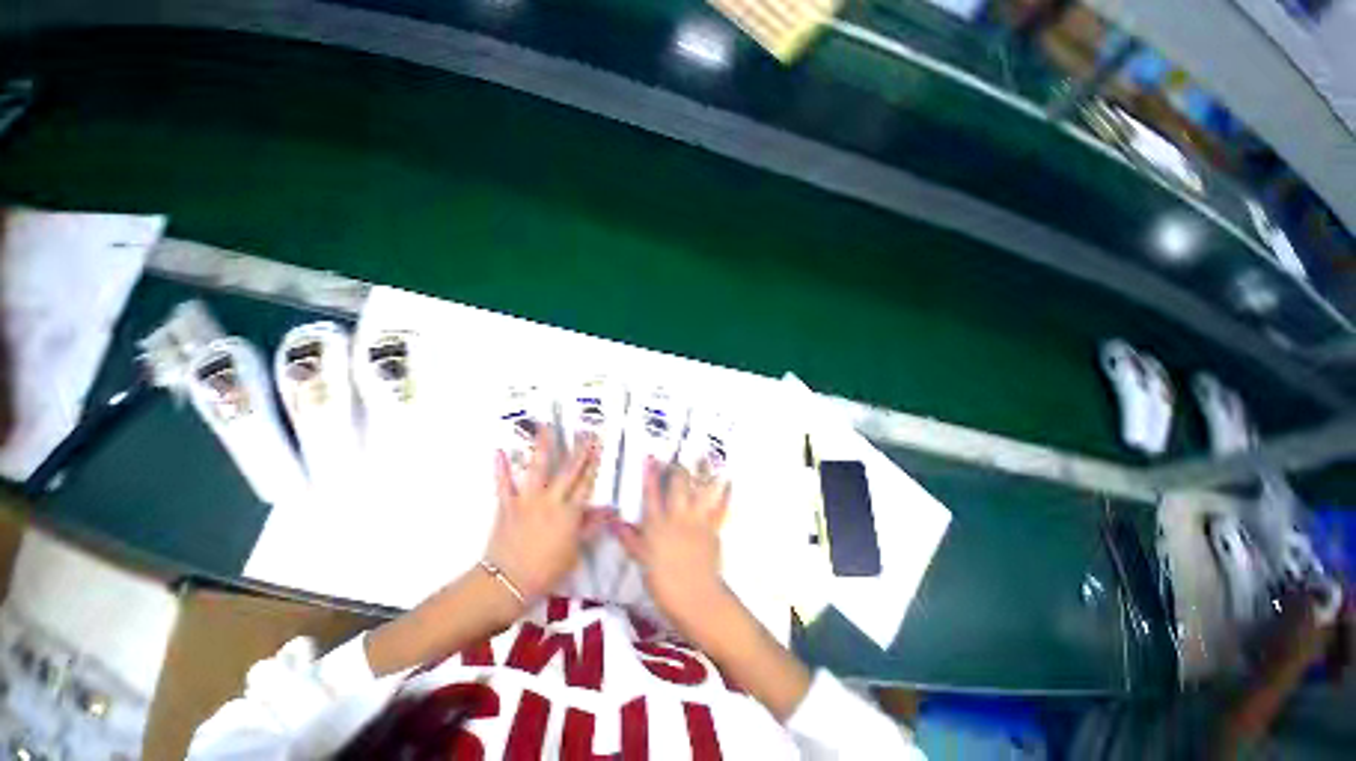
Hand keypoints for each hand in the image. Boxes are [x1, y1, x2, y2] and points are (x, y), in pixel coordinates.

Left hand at [486, 425, 600, 603]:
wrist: (507, 583)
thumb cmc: (546, 571)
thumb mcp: (574, 550)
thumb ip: (590, 526)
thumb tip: (610, 511)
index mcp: (570, 512)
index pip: (586, 483)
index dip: (593, 464)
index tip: (599, 447)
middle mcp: (551, 500)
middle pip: (568, 471)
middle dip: (579, 450)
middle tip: (585, 432)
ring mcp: (527, 500)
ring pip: (537, 468)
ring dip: (542, 446)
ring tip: (544, 426)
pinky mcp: (507, 505)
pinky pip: (503, 484)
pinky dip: (501, 468)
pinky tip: (500, 451)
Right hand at [615, 460, 731, 644]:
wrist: (695, 597)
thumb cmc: (663, 582)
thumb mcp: (641, 560)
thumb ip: (629, 538)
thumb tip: (613, 522)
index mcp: (657, 524)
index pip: (651, 493)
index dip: (650, 474)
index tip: (650, 457)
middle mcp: (677, 516)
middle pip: (678, 484)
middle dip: (678, 468)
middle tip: (677, 460)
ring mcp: (697, 520)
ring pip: (701, 489)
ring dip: (704, 474)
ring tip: (705, 459)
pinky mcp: (713, 528)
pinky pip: (721, 507)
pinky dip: (725, 495)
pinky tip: (728, 483)